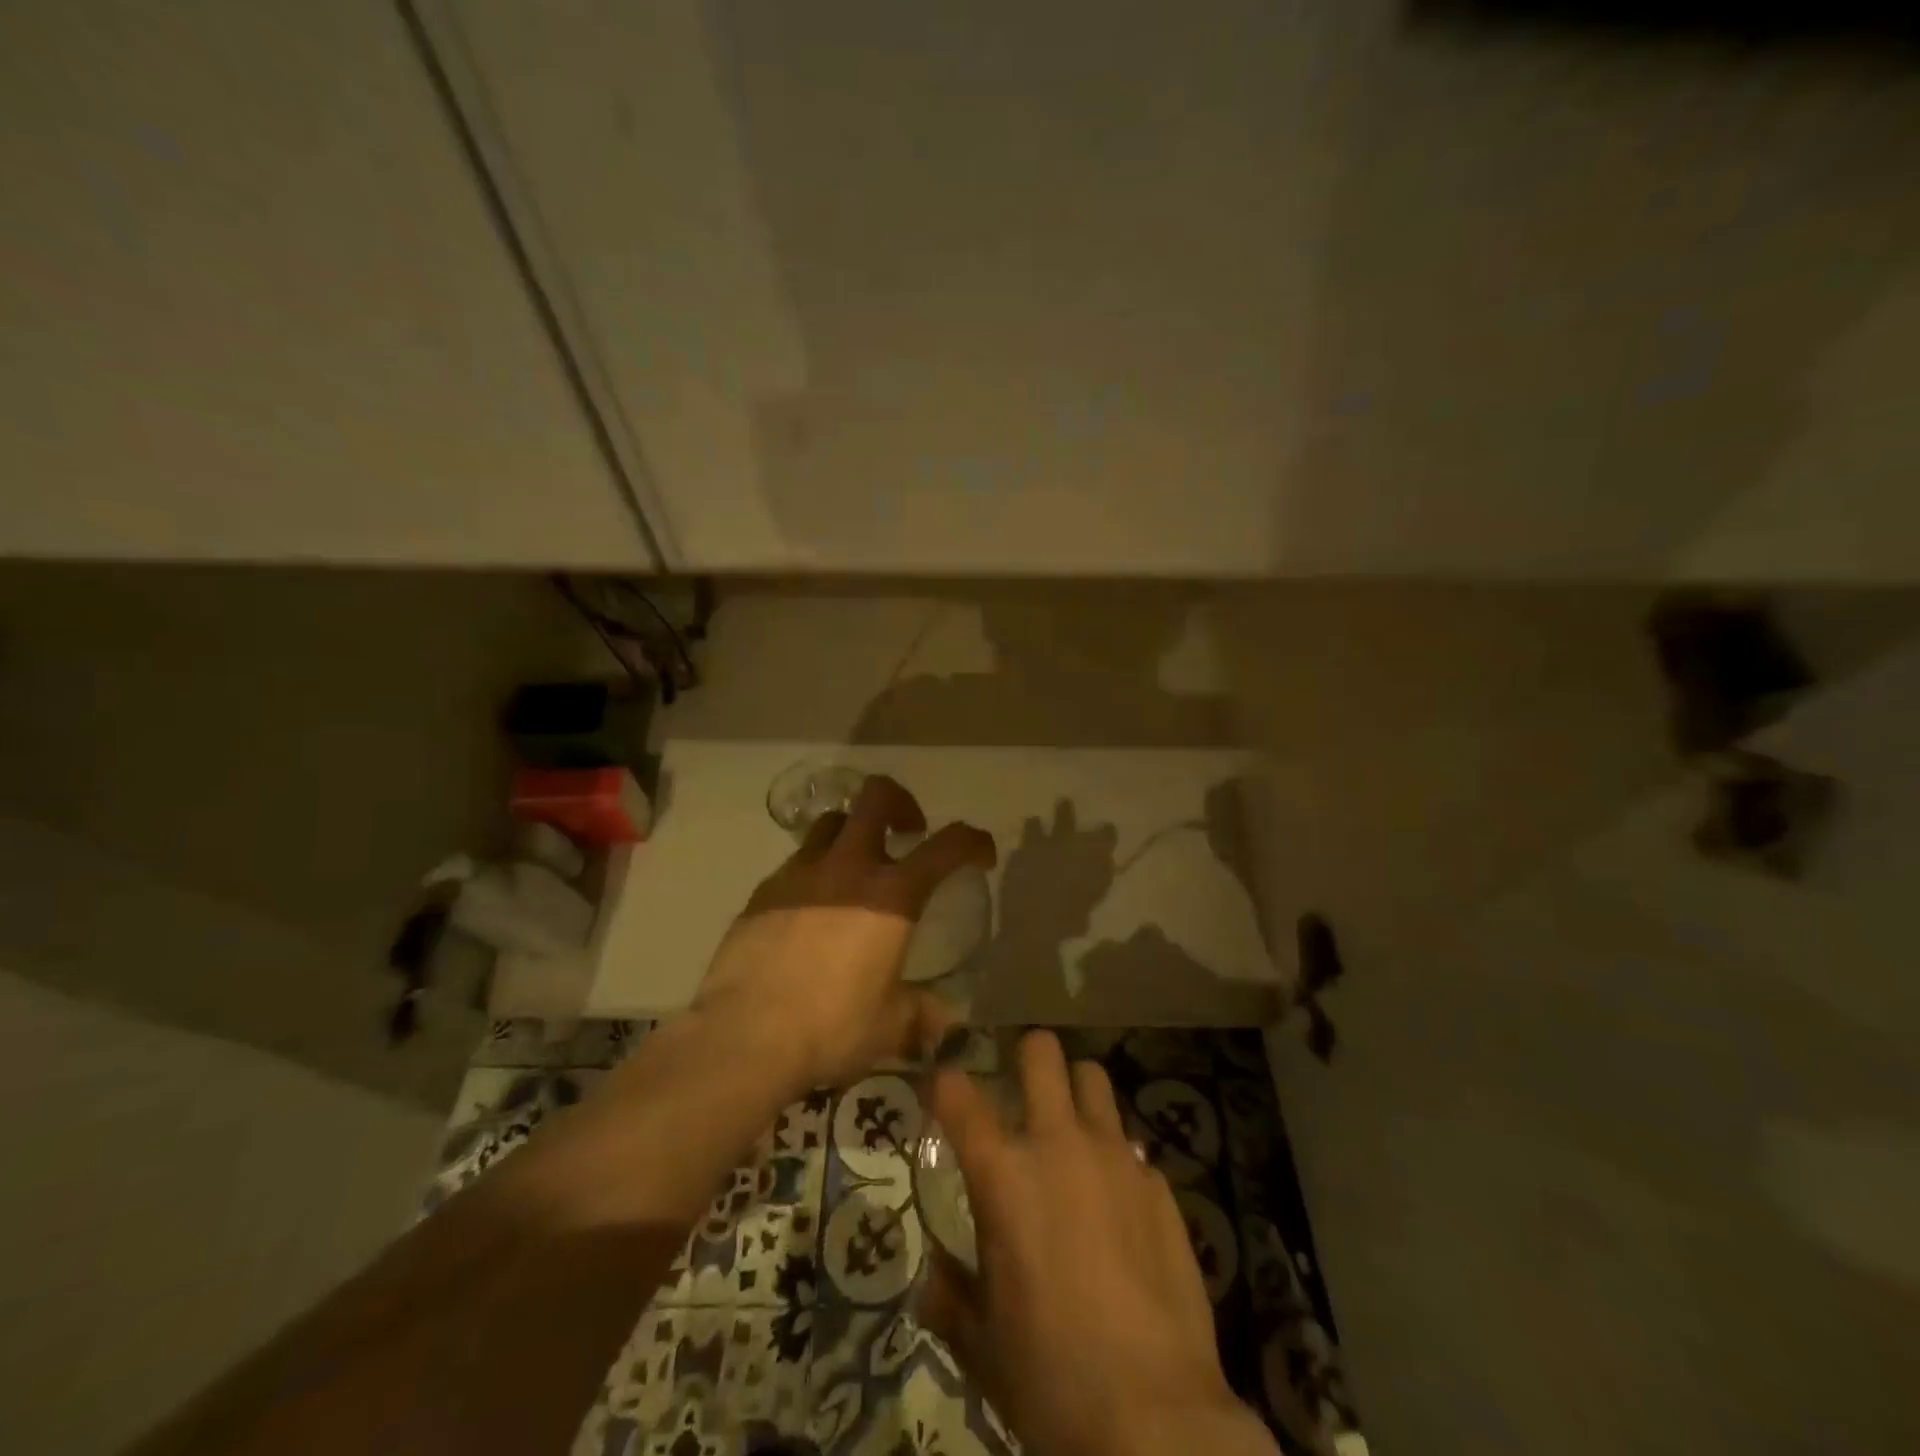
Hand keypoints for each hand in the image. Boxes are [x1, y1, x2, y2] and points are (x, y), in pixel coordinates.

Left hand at [693, 775, 995, 1092]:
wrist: (743, 1037)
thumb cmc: (830, 1027)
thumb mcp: (889, 1027)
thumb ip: (920, 1016)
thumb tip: (942, 1024)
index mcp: (891, 895)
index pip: (947, 845)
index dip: (973, 841)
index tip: (979, 856)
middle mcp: (847, 868)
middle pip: (876, 797)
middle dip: (901, 803)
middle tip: (908, 833)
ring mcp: (800, 874)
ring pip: (832, 822)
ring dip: (854, 833)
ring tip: (856, 868)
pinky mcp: (764, 891)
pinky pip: (798, 863)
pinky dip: (816, 872)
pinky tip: (812, 911)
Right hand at [921, 1031, 1276, 1455]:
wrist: (1155, 1418)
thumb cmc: (1050, 1377)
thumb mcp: (981, 1345)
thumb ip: (949, 1297)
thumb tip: (933, 1277)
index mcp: (1003, 1174)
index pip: (958, 1093)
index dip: (944, 1081)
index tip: (941, 1088)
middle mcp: (1059, 1144)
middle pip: (1041, 1051)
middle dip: (1025, 1056)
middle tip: (1020, 1089)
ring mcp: (1115, 1156)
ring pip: (1093, 1078)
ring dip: (1075, 1093)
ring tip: (1071, 1130)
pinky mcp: (1158, 1182)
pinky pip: (1129, 1143)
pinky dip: (1114, 1156)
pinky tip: (1116, 1202)